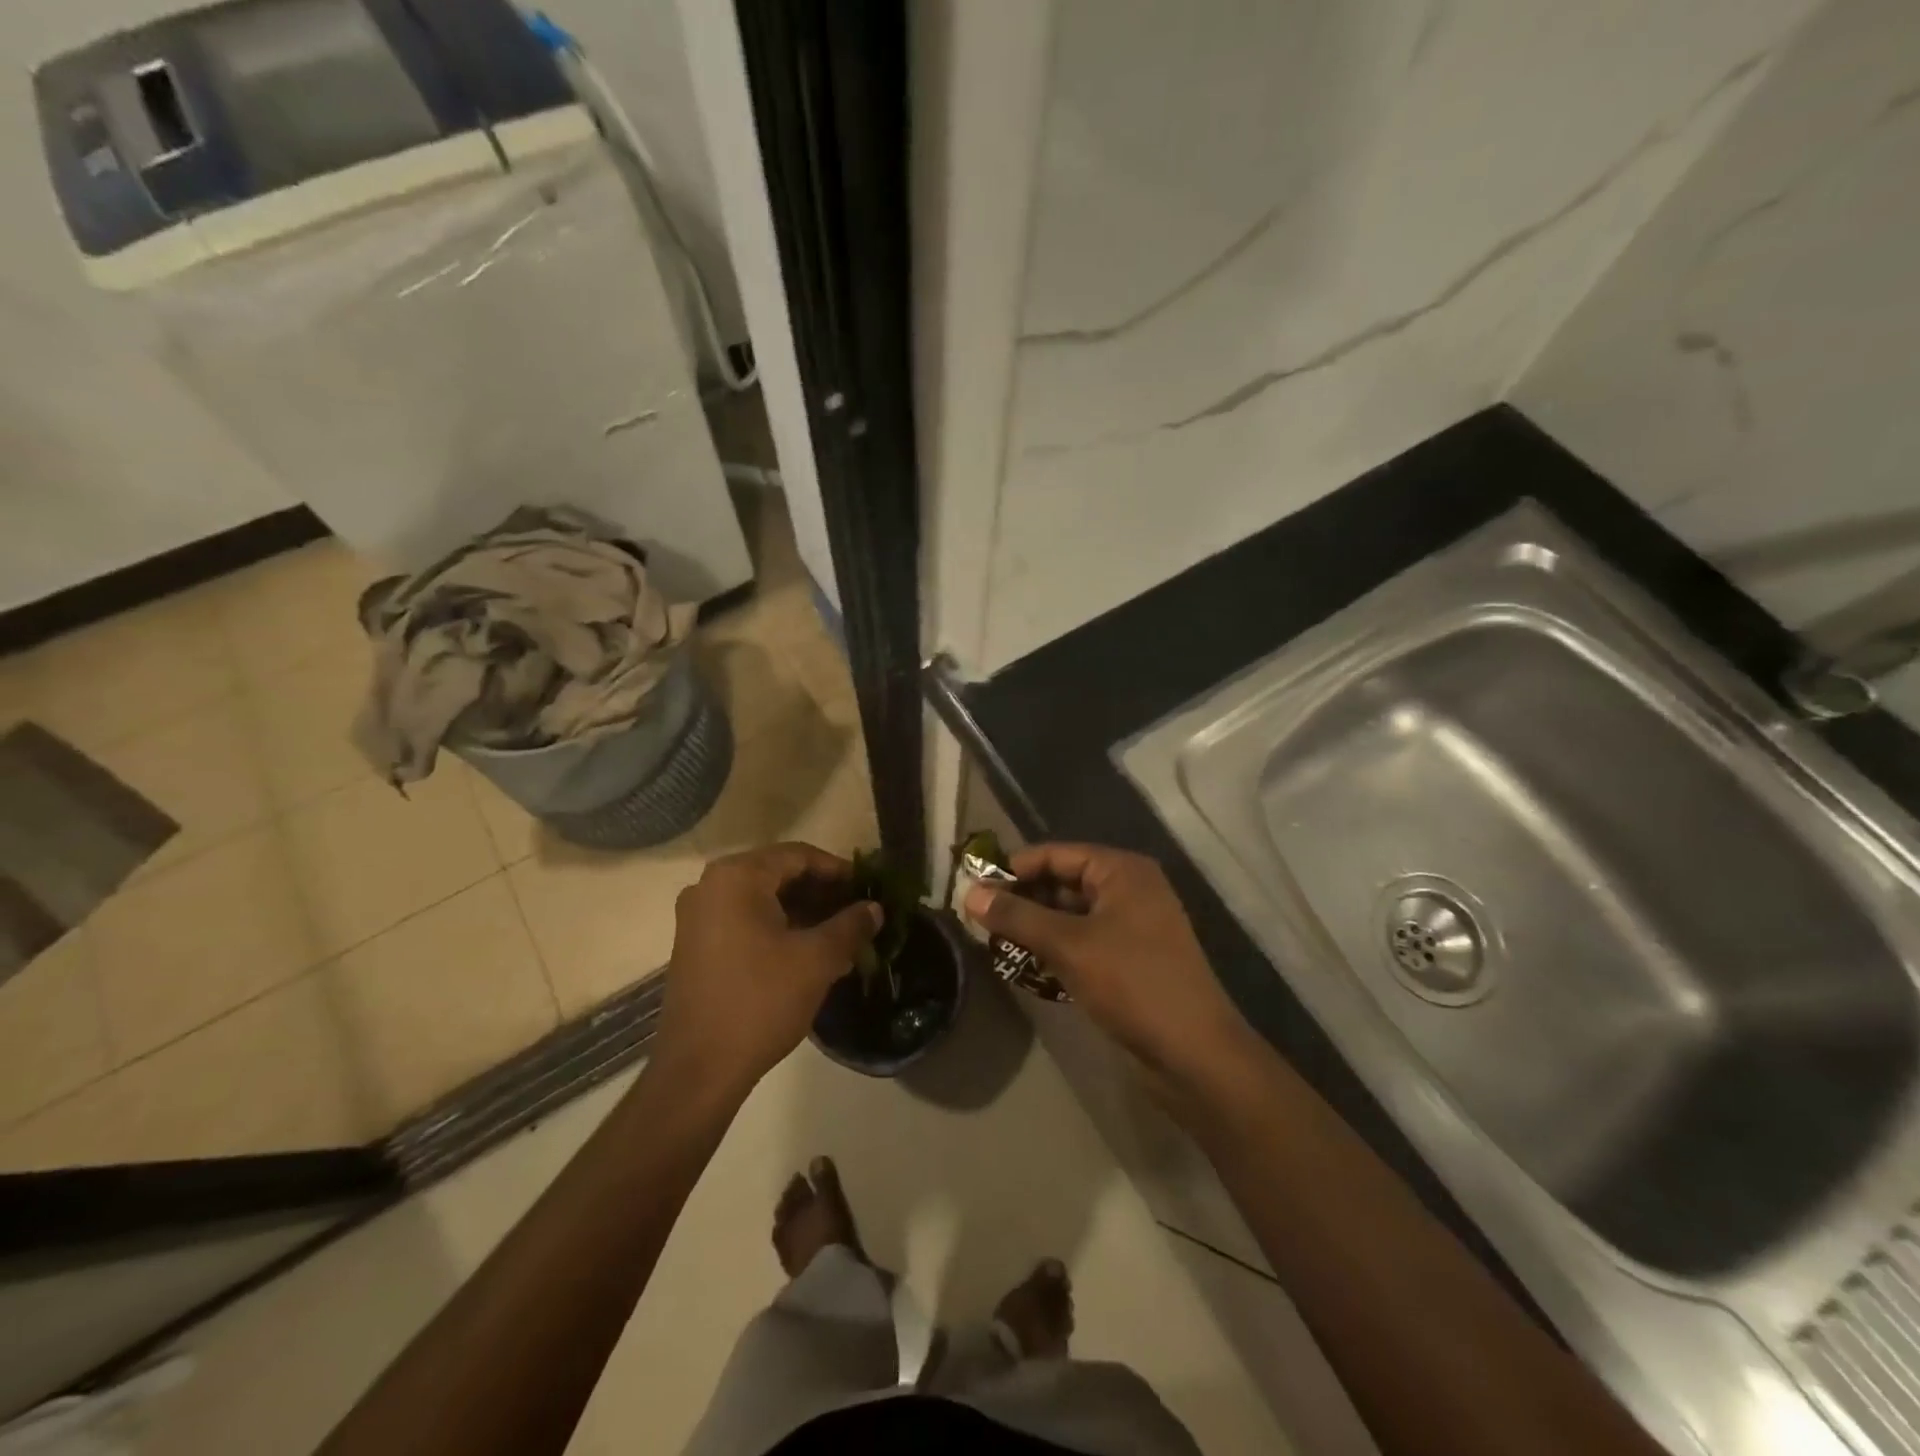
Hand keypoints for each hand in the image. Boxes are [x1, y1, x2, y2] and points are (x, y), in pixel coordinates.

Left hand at [656, 843, 880, 1095]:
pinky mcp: (695, 945)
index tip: (868, 888)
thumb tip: (874, 908)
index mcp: (737, 877)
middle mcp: (711, 886)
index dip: (838, 870)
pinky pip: (745, 921)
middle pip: (779, 875)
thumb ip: (850, 925)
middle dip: (822, 894)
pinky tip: (809, 953)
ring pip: (763, 900)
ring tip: (841, 936)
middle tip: (858, 913)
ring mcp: (698, 917)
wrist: (699, 1069)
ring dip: (803, 913)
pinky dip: (779, 929)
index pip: (799, 856)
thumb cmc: (760, 1001)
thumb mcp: (816, 960)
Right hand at [964, 844, 1257, 1089]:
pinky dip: (1054, 949)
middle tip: (978, 918)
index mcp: (1122, 871)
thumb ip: (1017, 916)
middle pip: (1062, 882)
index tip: (973, 887)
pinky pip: (1082, 942)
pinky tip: (1024, 965)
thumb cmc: (1133, 984)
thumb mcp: (1068, 945)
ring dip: (1035, 927)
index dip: (1014, 868)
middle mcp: (1129, 889)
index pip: (1056, 854)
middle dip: (1022, 899)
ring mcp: (1132, 926)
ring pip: (1070, 915)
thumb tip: (969, 893)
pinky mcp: (1130, 960)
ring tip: (993, 942)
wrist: (1194, 1054)